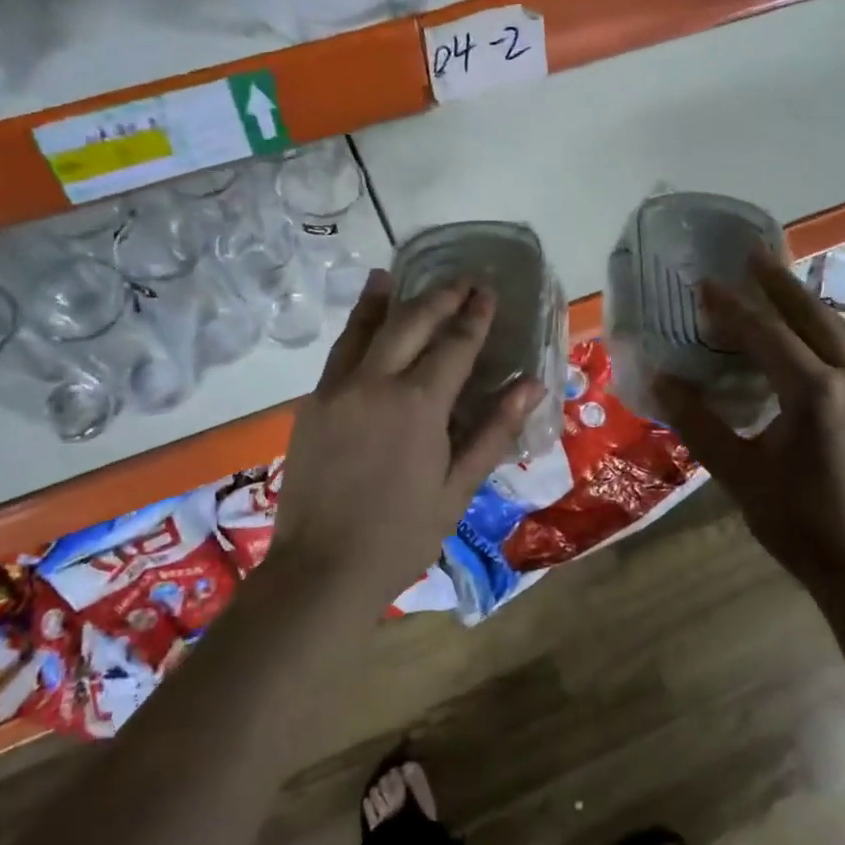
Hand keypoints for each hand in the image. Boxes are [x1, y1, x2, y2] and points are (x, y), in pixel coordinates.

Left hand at [269, 269, 546, 605]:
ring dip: (386, 300)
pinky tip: (363, 322)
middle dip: (439, 297)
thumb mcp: (458, 488)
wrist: (322, 569)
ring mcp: (337, 390)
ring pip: (364, 329)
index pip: (455, 344)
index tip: (487, 292)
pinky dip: (355, 329)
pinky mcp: (313, 404)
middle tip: (461, 281)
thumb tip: (532, 385)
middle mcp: (375, 383)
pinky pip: (339, 353)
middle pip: (411, 323)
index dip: (475, 316)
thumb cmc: (402, 535)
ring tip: (394, 274)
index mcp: (419, 404)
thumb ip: (494, 431)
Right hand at [653, 251, 844, 590]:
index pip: (766, 334)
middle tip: (752, 252)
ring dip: (806, 303)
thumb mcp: (738, 472)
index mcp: (815, 392)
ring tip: (779, 284)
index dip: (731, 308)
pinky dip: (826, 329)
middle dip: (778, 283)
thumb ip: (699, 422)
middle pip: (812, 316)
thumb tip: (663, 380)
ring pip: (840, 329)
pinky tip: (811, 335)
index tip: (704, 283)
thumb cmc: (798, 521)